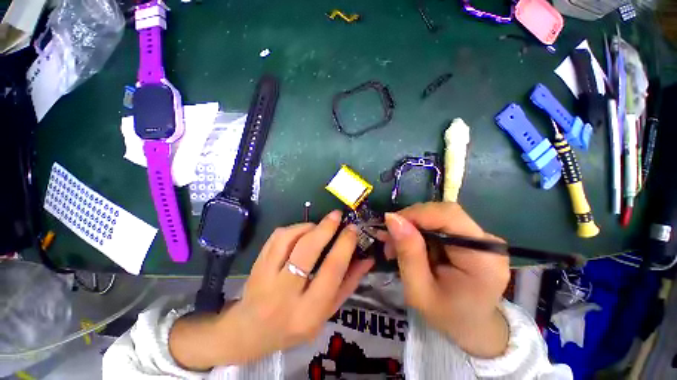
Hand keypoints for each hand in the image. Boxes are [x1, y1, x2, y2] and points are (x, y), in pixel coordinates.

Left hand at [169, 211, 373, 369]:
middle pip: (307, 250)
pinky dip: (293, 228)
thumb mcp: (328, 311)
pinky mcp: (257, 265)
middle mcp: (285, 294)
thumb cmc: (296, 324)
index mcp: (309, 311)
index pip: (332, 270)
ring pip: (288, 239)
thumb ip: (349, 283)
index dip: (344, 244)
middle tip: (337, 215)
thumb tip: (367, 258)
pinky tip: (302, 231)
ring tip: (320, 226)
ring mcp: (266, 277)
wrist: (252, 331)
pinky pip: (277, 237)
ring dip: (308, 226)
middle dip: (325, 228)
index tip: (352, 228)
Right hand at [382, 202, 509, 357]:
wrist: (472, 327)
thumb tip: (392, 218)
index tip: (390, 224)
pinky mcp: (469, 237)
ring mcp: (479, 238)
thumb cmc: (447, 316)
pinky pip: (439, 224)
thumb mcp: (419, 291)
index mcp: (483, 258)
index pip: (449, 215)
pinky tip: (407, 244)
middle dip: (411, 220)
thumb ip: (408, 253)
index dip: (417, 214)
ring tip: (394, 245)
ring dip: (411, 226)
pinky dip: (418, 231)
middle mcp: (486, 242)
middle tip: (388, 238)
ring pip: (437, 216)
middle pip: (443, 212)